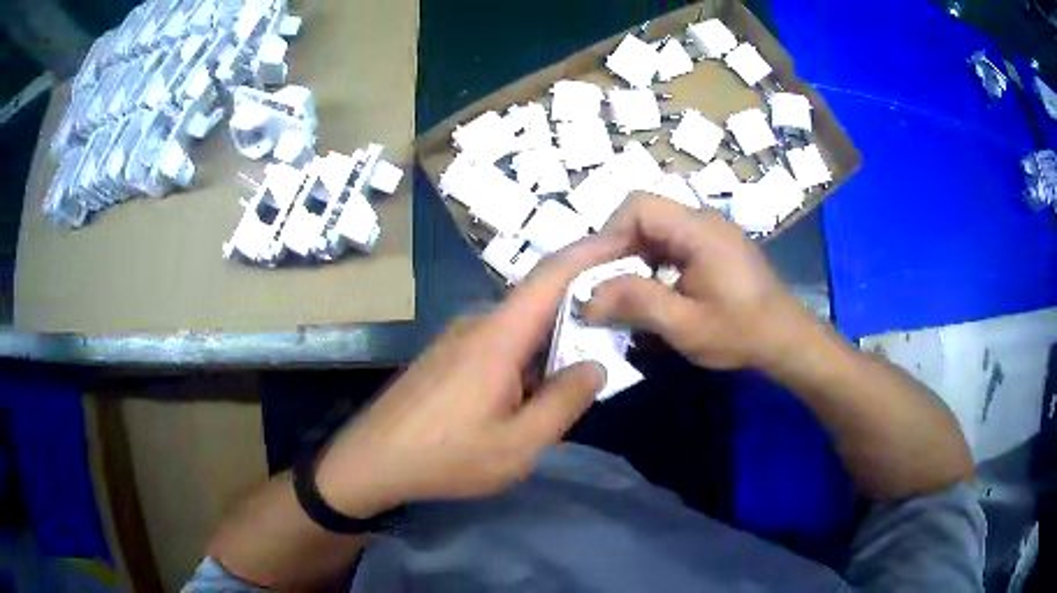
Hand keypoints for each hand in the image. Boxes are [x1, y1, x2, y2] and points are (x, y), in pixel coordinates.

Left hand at [313, 236, 626, 516]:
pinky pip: (497, 346)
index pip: (550, 276)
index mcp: (497, 337)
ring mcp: (456, 338)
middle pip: (539, 305)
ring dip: (548, 350)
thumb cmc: (445, 457)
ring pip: (518, 331)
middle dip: (578, 319)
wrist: (370, 461)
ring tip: (565, 391)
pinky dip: (523, 362)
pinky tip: (523, 402)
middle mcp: (476, 324)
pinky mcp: (445, 355)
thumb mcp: (517, 446)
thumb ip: (563, 404)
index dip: (590, 252)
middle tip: (609, 349)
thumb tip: (594, 366)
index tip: (625, 242)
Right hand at [582, 193, 812, 369]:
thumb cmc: (741, 332)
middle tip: (601, 285)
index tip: (595, 272)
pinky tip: (651, 291)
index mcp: (699, 230)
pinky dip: (652, 263)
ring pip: (656, 230)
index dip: (609, 234)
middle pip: (645, 215)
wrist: (787, 340)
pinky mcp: (714, 247)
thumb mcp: (685, 325)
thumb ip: (636, 303)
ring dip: (633, 257)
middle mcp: (703, 220)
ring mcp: (711, 232)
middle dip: (617, 248)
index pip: (638, 207)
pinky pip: (672, 243)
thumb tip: (587, 298)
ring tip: (621, 292)